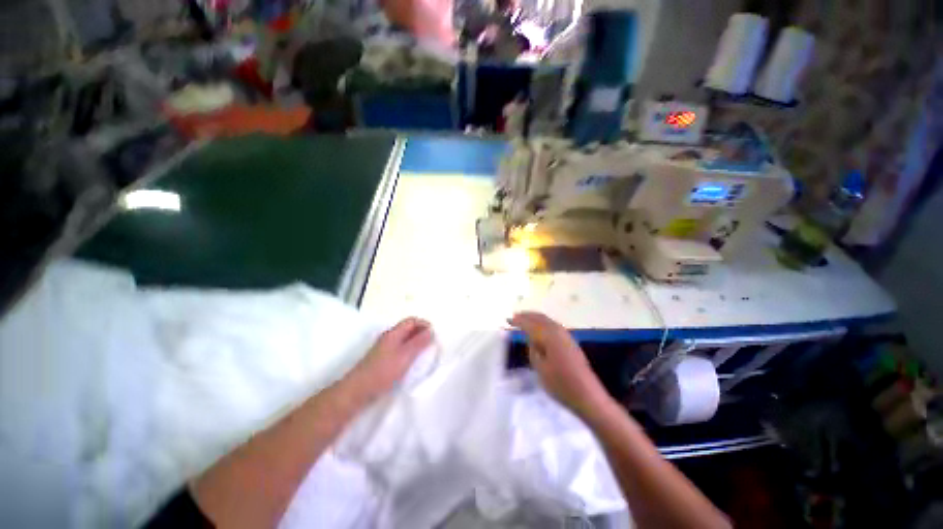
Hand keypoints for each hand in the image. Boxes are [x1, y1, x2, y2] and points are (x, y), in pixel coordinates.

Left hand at [347, 317, 432, 401]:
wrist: (358, 390)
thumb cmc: (383, 371)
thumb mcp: (405, 356)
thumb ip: (419, 343)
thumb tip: (431, 330)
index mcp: (393, 333)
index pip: (411, 321)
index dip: (424, 324)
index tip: (434, 334)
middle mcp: (388, 337)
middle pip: (407, 328)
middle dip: (421, 332)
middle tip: (432, 343)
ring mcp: (384, 348)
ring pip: (404, 339)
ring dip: (415, 342)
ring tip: (424, 352)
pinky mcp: (382, 358)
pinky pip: (399, 348)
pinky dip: (409, 350)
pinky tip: (412, 361)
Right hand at [509, 312, 611, 417]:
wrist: (588, 396)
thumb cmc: (561, 384)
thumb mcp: (540, 368)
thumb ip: (533, 349)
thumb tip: (530, 338)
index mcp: (549, 335)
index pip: (530, 323)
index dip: (518, 321)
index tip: (507, 320)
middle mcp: (558, 330)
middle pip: (540, 317)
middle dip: (526, 315)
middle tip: (514, 317)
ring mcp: (566, 335)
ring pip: (547, 320)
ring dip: (534, 318)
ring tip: (524, 320)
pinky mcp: (570, 342)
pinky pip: (552, 325)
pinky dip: (542, 324)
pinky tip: (539, 330)